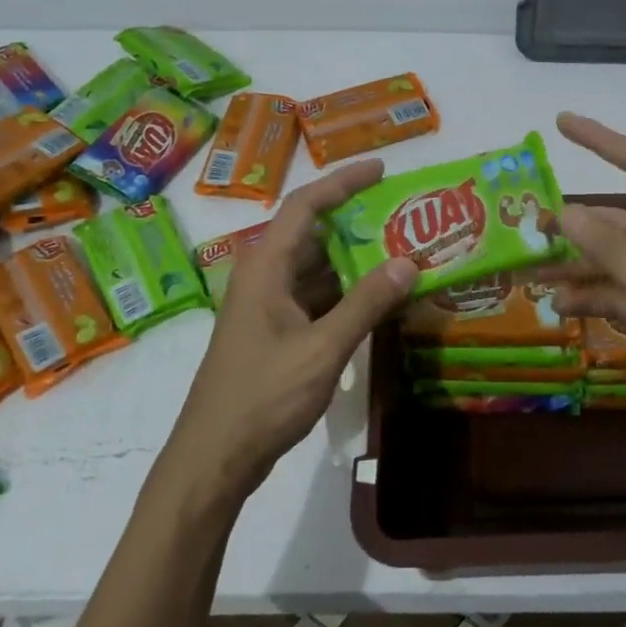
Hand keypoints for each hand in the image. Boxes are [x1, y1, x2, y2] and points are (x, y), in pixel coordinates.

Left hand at [164, 160, 415, 500]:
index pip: (305, 206)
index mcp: (266, 268)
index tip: (381, 169)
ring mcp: (267, 307)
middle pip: (313, 235)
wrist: (216, 456)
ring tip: (402, 253)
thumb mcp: (323, 348)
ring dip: (355, 262)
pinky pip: (315, 298)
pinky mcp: (275, 334)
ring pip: (316, 270)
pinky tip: (379, 299)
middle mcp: (264, 277)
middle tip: (404, 217)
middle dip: (357, 223)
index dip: (342, 182)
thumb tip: (409, 262)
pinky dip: (346, 294)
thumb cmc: (264, 396)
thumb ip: (367, 303)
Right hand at [540, 113, 625, 445]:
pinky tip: (559, 307)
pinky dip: (590, 298)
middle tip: (528, 227)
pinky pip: (617, 294)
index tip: (562, 122)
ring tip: (530, 273)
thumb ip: (610, 248)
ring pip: (611, 260)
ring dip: (575, 266)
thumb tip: (565, 210)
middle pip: (615, 219)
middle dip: (574, 223)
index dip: (600, 140)